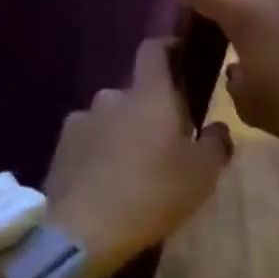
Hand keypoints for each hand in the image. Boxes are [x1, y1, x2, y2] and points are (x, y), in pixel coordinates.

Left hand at [43, 38, 233, 277]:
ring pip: (109, 118)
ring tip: (132, 169)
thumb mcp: (202, 174)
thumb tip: (218, 127)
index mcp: (149, 94)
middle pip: (134, 92)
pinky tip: (105, 184)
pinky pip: (87, 141)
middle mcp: (112, 96)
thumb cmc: (152, 193)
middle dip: (148, 110)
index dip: (166, 47)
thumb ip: (216, 143)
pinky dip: (98, 153)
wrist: (83, 230)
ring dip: (121, 133)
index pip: (153, 49)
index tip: (179, 57)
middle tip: (163, 142)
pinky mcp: (60, 147)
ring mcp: (81, 120)